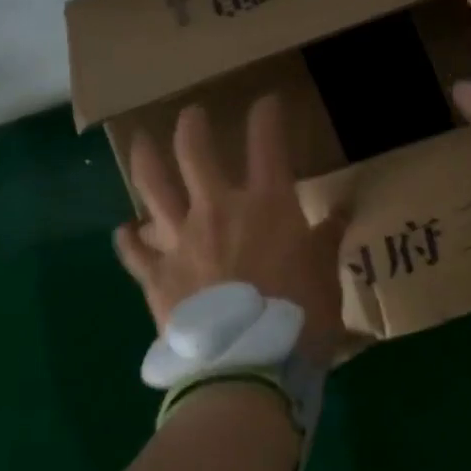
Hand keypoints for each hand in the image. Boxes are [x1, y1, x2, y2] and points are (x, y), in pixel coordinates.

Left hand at [114, 96, 357, 370]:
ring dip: (146, 159)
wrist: (247, 369)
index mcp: (266, 205)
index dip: (267, 115)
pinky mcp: (156, 275)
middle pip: (194, 150)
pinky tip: (126, 231)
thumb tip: (343, 210)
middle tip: (192, 115)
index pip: (267, 142)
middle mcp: (217, 209)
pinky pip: (133, 250)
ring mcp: (180, 239)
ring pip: (152, 186)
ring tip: (141, 142)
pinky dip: (129, 238)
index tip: (267, 102)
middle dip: (193, 125)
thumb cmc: (298, 319)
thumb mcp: (325, 276)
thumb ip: (327, 239)